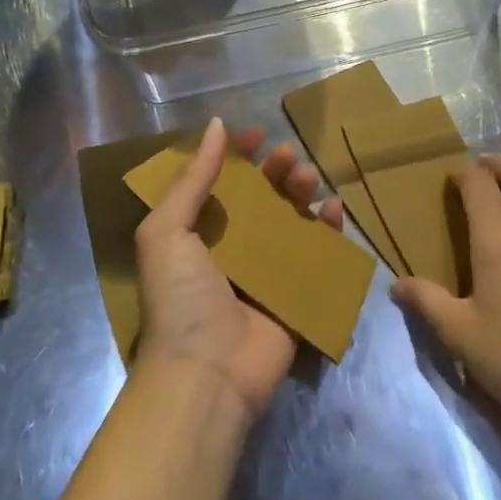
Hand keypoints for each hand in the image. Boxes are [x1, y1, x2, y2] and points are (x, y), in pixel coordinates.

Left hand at [134, 118, 344, 425]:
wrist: (206, 374)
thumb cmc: (180, 297)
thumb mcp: (167, 230)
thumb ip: (193, 178)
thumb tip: (218, 125)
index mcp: (198, 232)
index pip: (221, 182)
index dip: (238, 156)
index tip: (257, 134)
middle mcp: (233, 247)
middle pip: (261, 197)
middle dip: (276, 170)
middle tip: (289, 156)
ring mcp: (267, 271)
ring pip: (291, 219)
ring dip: (302, 192)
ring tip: (309, 179)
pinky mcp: (296, 294)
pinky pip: (317, 255)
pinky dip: (329, 230)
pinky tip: (333, 210)